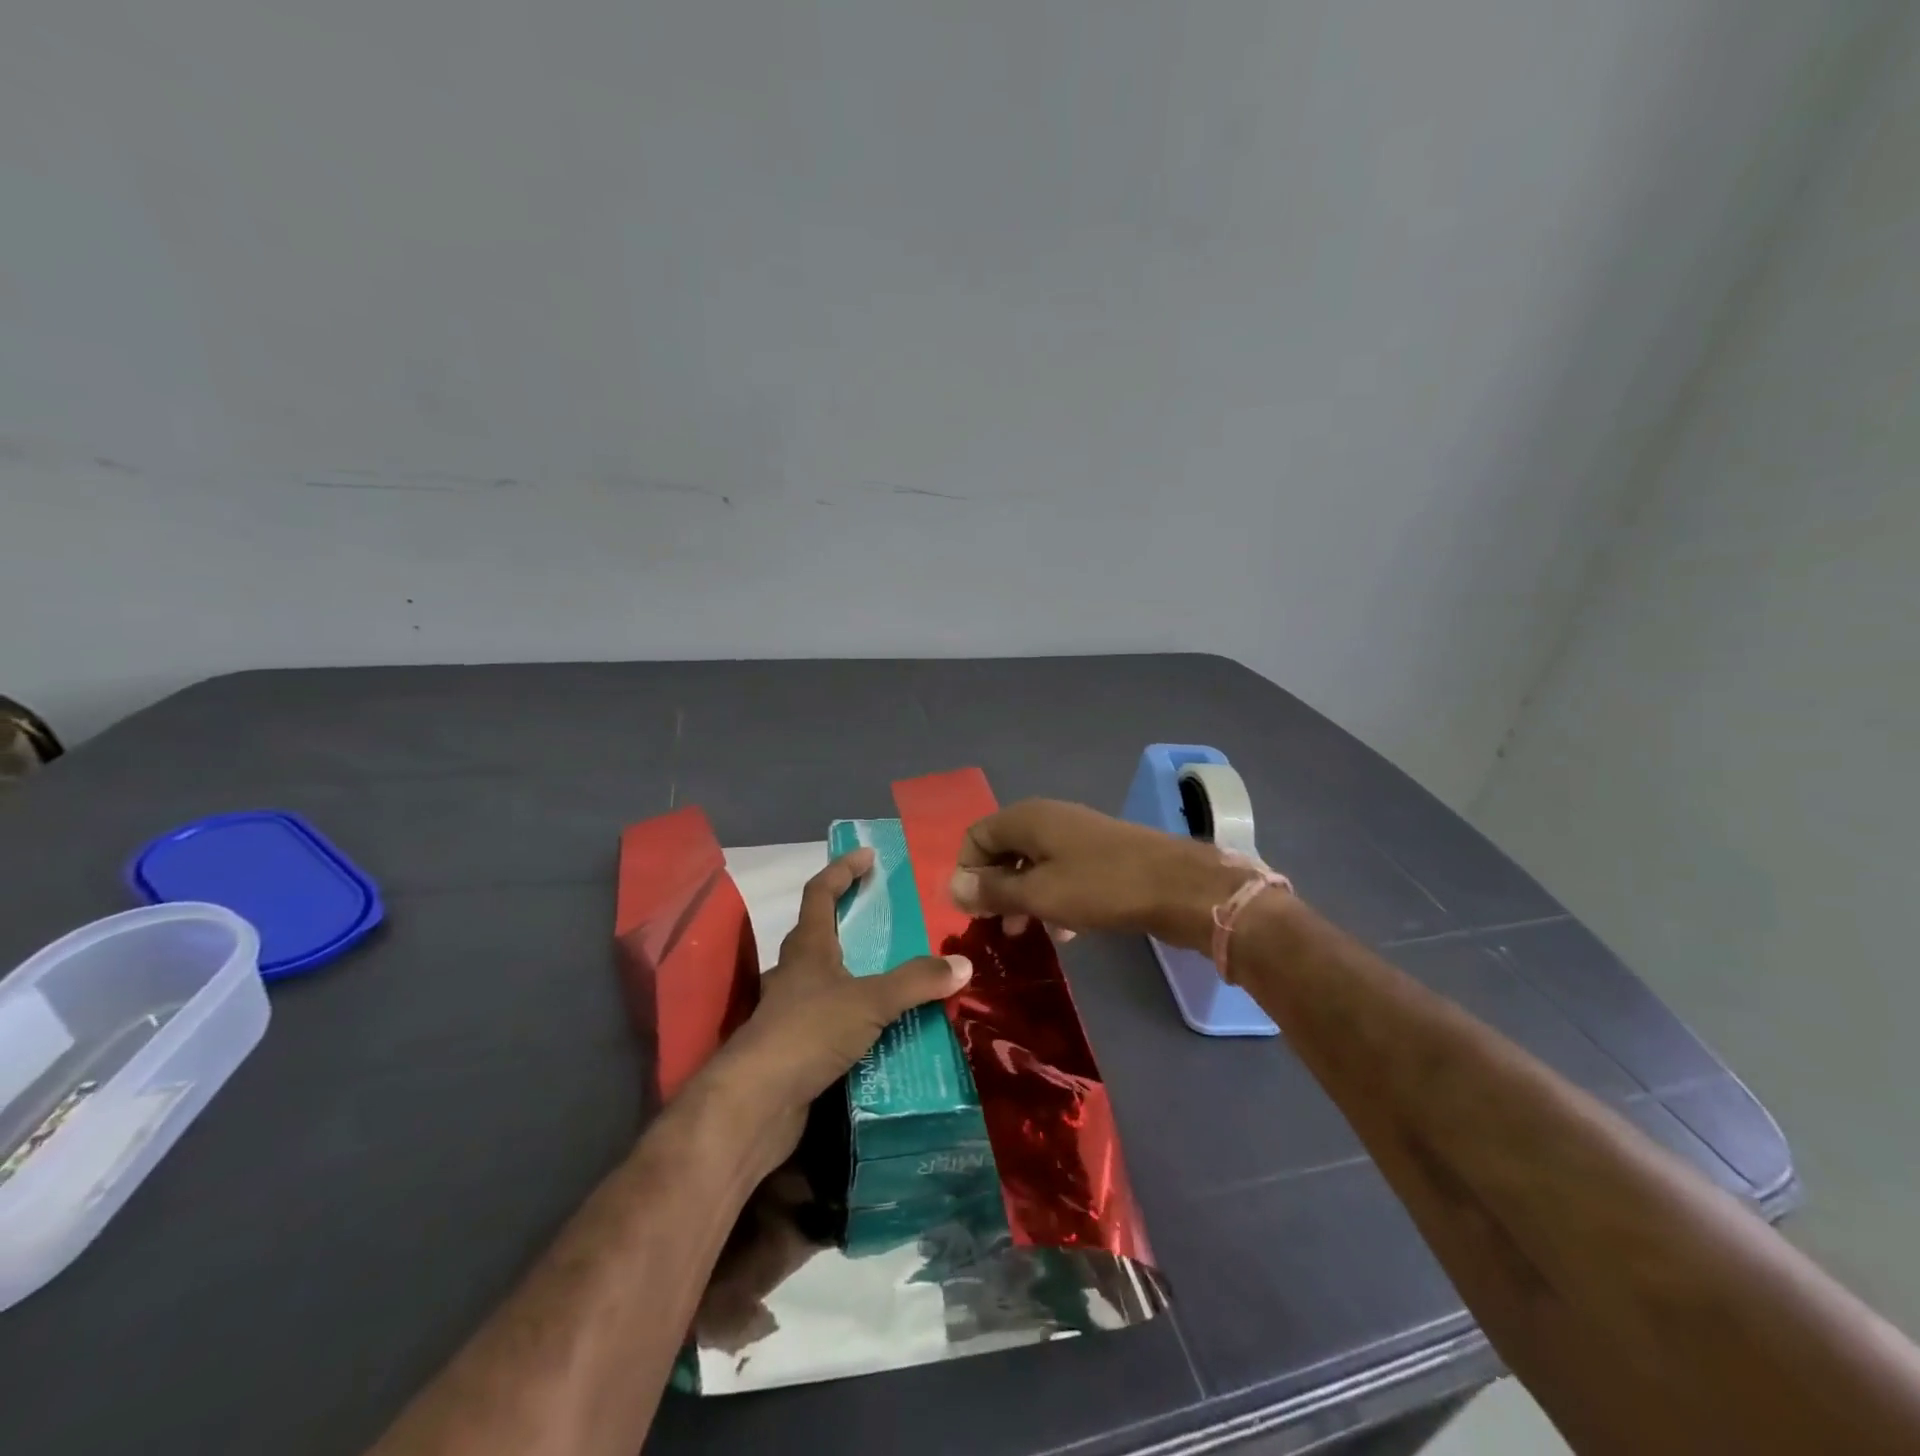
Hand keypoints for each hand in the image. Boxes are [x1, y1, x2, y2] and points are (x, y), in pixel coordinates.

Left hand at [701, 848, 971, 1173]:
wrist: (756, 1104)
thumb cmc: (808, 1032)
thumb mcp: (869, 1000)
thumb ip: (916, 981)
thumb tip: (963, 964)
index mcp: (807, 947)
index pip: (820, 893)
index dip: (843, 870)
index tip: (868, 855)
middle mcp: (795, 972)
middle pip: (822, 932)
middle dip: (852, 919)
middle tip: (891, 918)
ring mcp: (792, 1010)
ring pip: (829, 979)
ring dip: (859, 972)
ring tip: (899, 975)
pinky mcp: (797, 1046)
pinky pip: (834, 1018)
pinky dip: (859, 1015)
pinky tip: (884, 1029)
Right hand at [950, 799, 1248, 950]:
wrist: (1180, 887)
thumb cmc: (1101, 887)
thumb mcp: (1040, 893)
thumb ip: (993, 891)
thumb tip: (952, 887)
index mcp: (1027, 818)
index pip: (976, 836)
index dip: (967, 872)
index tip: (972, 911)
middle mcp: (1048, 819)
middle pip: (1003, 850)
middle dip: (995, 889)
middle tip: (996, 927)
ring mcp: (1076, 836)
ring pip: (1033, 865)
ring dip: (1023, 898)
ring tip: (1025, 934)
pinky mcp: (1099, 856)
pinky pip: (1061, 874)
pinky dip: (1052, 899)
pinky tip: (1063, 931)